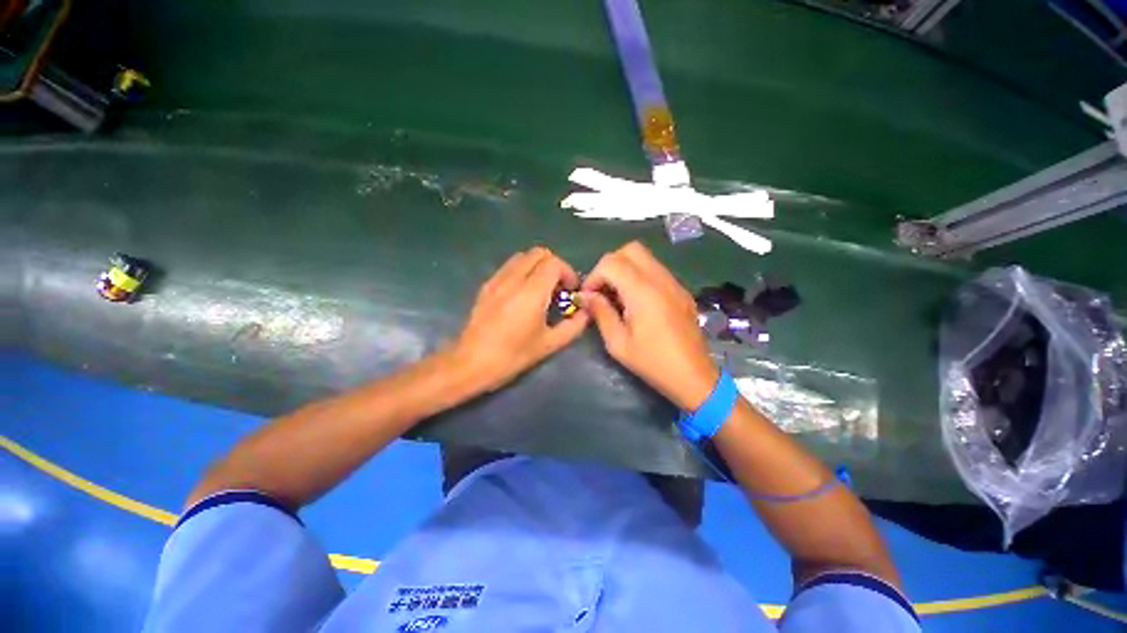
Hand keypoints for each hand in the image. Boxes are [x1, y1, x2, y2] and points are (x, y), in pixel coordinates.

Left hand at [451, 247, 589, 390]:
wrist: (471, 363)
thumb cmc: (513, 355)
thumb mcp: (549, 345)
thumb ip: (573, 326)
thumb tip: (586, 312)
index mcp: (531, 292)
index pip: (553, 263)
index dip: (567, 272)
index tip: (571, 290)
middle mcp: (513, 279)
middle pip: (538, 253)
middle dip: (554, 266)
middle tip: (558, 288)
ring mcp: (497, 280)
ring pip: (522, 257)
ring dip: (537, 266)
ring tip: (541, 289)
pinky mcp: (486, 286)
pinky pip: (508, 267)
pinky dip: (522, 271)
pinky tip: (522, 294)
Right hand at [580, 241, 719, 409]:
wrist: (694, 376)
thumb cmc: (653, 363)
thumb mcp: (618, 343)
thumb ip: (601, 313)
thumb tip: (586, 296)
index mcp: (643, 292)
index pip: (611, 262)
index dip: (594, 276)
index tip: (589, 297)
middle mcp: (660, 280)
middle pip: (630, 250)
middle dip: (610, 265)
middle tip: (603, 290)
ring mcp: (674, 283)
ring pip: (645, 257)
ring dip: (625, 269)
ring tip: (617, 296)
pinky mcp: (681, 290)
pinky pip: (656, 270)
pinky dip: (640, 276)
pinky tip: (636, 301)